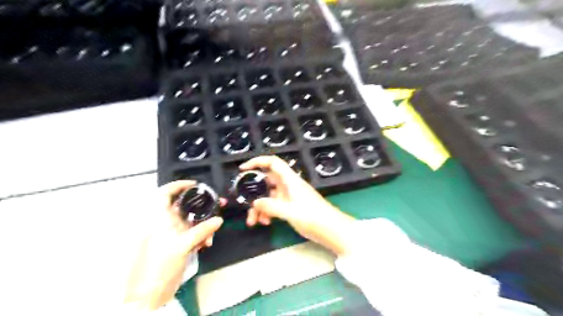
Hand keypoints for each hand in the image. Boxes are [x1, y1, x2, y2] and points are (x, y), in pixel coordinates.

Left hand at [125, 181, 224, 309]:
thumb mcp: (182, 245)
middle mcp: (166, 223)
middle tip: (218, 205)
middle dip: (202, 207)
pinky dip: (201, 236)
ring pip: (192, 222)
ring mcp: (172, 234)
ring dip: (204, 226)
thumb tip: (219, 219)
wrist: (150, 295)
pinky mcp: (178, 244)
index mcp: (159, 219)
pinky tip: (206, 244)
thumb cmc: (160, 265)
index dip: (178, 185)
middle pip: (185, 207)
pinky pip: (193, 234)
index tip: (196, 185)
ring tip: (210, 237)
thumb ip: (201, 230)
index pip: (165, 194)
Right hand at [238, 156, 352, 255]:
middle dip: (254, 192)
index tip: (243, 169)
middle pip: (267, 182)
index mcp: (290, 180)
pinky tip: (266, 223)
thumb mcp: (290, 212)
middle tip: (244, 203)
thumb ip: (271, 206)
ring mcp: (290, 196)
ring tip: (253, 222)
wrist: (332, 230)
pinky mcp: (291, 206)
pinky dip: (268, 212)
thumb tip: (255, 203)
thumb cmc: (314, 217)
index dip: (257, 162)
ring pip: (269, 196)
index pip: (273, 163)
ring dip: (260, 207)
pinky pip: (275, 205)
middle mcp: (289, 185)